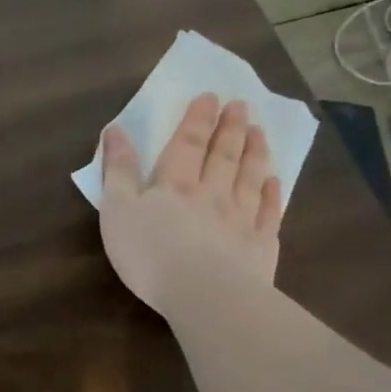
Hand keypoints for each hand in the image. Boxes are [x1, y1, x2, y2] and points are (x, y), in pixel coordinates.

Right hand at [98, 94, 283, 319]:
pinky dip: (272, 195)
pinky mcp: (260, 247)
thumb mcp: (117, 210)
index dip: (197, 119)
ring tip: (259, 132)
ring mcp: (240, 219)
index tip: (210, 96)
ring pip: (249, 178)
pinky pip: (269, 213)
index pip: (187, 143)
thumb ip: (118, 170)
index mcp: (174, 185)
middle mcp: (211, 194)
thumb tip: (116, 130)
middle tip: (241, 105)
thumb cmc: (150, 253)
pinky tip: (274, 182)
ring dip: (254, 153)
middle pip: (222, 155)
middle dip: (230, 128)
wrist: (204, 295)